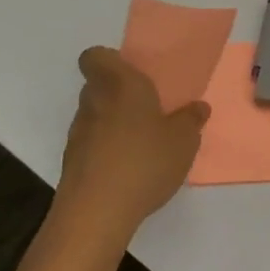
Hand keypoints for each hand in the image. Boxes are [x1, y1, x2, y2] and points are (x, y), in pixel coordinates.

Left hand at [54, 47, 209, 243]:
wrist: (96, 213)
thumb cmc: (144, 161)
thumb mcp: (184, 140)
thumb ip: (191, 120)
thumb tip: (197, 107)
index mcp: (120, 85)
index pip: (96, 56)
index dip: (110, 60)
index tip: (132, 72)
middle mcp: (94, 102)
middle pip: (98, 86)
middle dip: (119, 93)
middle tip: (148, 107)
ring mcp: (78, 134)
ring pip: (95, 115)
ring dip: (114, 123)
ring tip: (143, 142)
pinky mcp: (72, 163)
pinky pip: (92, 144)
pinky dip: (107, 149)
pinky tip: (130, 168)